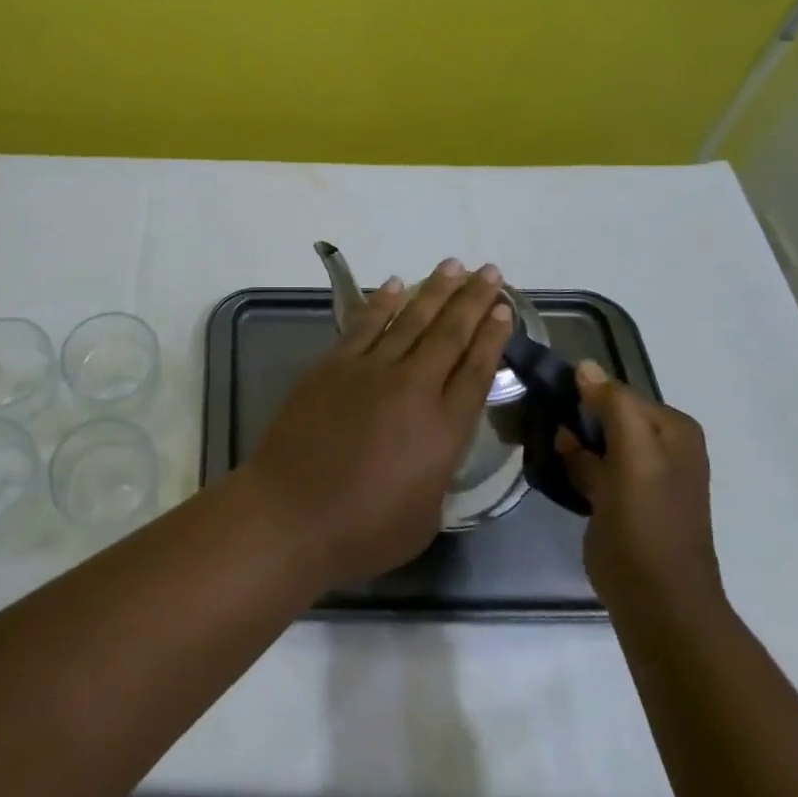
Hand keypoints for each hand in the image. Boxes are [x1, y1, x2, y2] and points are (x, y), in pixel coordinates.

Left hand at [245, 259, 513, 586]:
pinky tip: (396, 285)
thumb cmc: (363, 530)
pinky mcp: (333, 365)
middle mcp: (413, 388)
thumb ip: (438, 472)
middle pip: (450, 334)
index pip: (477, 370)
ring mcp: (369, 371)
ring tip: (454, 266)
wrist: (292, 513)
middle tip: (490, 271)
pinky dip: (381, 303)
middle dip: (473, 300)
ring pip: (410, 320)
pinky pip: (364, 325)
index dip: (493, 337)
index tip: (504, 309)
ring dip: (434, 290)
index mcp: (444, 429)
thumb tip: (434, 447)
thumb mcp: (425, 516)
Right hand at [557, 362, 724, 622]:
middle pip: (605, 414)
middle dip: (572, 413)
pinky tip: (546, 458)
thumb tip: (584, 366)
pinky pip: (587, 465)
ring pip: (593, 439)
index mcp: (672, 430)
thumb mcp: (636, 454)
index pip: (618, 392)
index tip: (544, 394)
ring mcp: (638, 475)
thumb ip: (614, 405)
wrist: (655, 597)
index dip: (583, 392)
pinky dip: (568, 461)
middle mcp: (660, 447)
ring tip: (532, 430)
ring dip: (567, 436)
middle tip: (532, 411)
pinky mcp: (616, 499)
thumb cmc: (647, 519)